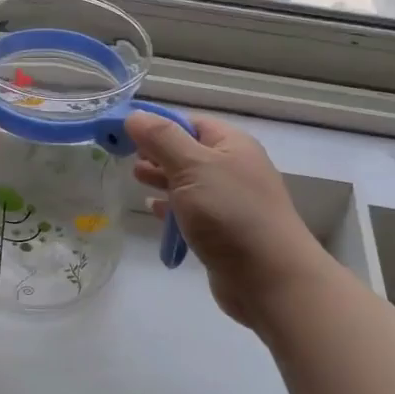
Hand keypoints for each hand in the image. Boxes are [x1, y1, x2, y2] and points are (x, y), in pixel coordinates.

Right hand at [126, 110, 333, 331]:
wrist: (269, 277)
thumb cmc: (230, 213)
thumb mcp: (192, 167)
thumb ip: (161, 139)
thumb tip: (134, 116)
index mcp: (231, 144)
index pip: (189, 123)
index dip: (157, 125)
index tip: (125, 134)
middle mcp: (233, 168)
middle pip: (188, 151)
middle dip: (157, 153)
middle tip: (126, 159)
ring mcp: (230, 201)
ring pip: (189, 182)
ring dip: (163, 180)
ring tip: (136, 180)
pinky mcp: (223, 231)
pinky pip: (192, 211)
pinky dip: (172, 208)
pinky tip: (152, 210)